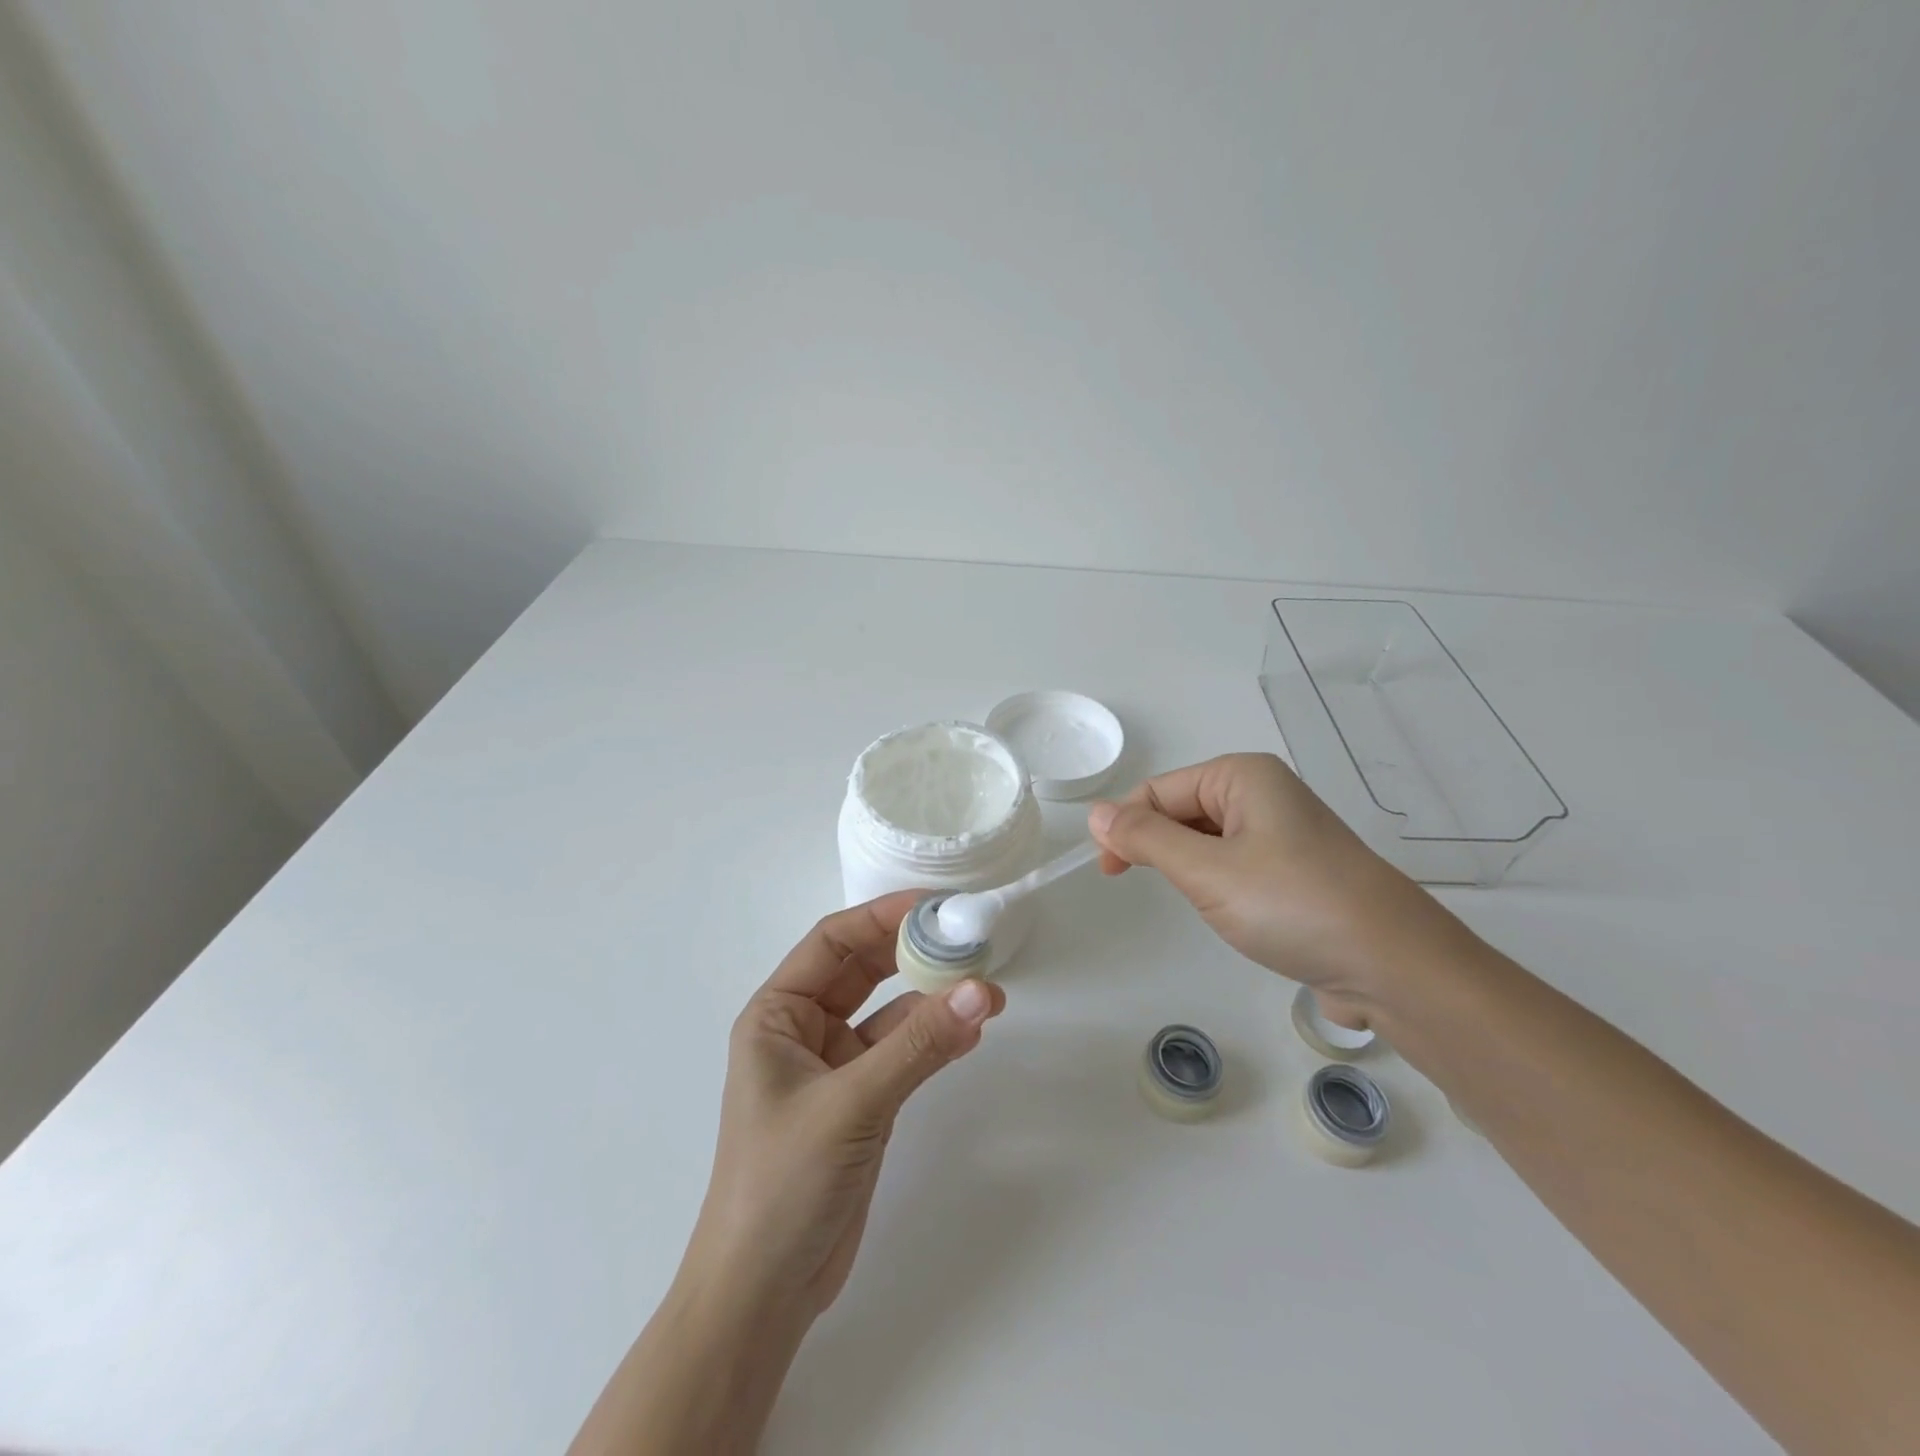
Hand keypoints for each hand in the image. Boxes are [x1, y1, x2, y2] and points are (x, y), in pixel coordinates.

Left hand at [686, 891, 1005, 1320]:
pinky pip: (904, 1054)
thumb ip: (917, 1046)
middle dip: (913, 954)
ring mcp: (836, 1068)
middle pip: (864, 972)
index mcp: (778, 1015)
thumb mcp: (850, 1104)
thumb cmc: (782, 1183)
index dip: (881, 916)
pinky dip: (935, 1040)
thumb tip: (980, 991)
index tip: (935, 904)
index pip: (832, 943)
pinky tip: (971, 1032)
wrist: (763, 1296)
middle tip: (968, 939)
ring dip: (933, 1001)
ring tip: (986, 991)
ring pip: (891, 1014)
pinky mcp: (862, 1102)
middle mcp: (804, 1031)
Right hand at [1087, 753, 1468, 1028]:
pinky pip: (1235, 861)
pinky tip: (1228, 909)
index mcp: (1242, 776)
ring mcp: (1284, 830)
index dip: (1125, 826)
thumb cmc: (1292, 905)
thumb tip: (1097, 813)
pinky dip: (1216, 882)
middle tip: (1142, 889)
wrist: (1395, 966)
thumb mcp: (1206, 871)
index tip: (1108, 872)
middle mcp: (1264, 792)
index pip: (1158, 790)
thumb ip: (1145, 838)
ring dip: (1187, 866)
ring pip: (1206, 838)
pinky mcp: (1297, 867)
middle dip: (1156, 845)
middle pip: (1181, 809)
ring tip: (1199, 902)